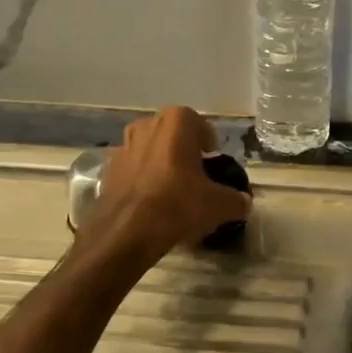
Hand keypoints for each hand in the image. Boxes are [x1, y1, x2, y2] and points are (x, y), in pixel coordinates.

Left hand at [95, 106, 251, 256]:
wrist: (128, 231)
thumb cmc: (178, 204)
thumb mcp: (219, 205)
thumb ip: (236, 200)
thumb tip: (244, 202)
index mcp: (176, 121)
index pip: (200, 126)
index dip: (209, 145)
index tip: (213, 165)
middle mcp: (147, 125)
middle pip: (173, 135)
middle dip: (184, 151)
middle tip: (195, 177)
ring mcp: (123, 145)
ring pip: (150, 149)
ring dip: (161, 163)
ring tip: (172, 190)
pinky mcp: (108, 168)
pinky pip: (132, 168)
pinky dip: (142, 179)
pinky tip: (150, 202)